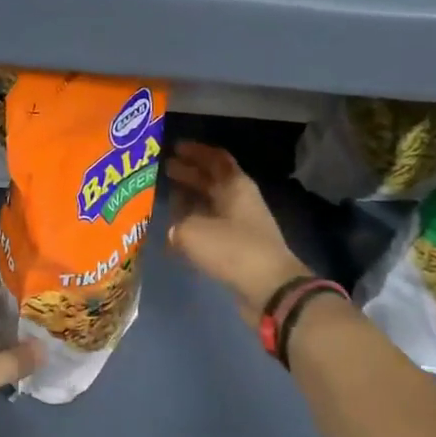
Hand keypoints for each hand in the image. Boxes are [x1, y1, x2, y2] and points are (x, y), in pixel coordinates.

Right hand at [165, 141, 312, 325]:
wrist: (270, 290)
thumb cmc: (232, 249)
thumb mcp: (193, 231)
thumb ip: (177, 224)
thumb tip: (173, 230)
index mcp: (235, 186)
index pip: (215, 158)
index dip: (196, 151)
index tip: (175, 147)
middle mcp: (240, 201)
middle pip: (212, 180)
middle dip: (189, 173)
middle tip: (165, 168)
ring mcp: (242, 226)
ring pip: (211, 205)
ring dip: (190, 199)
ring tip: (166, 197)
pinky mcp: (239, 249)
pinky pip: (212, 228)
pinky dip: (194, 225)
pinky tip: (176, 231)